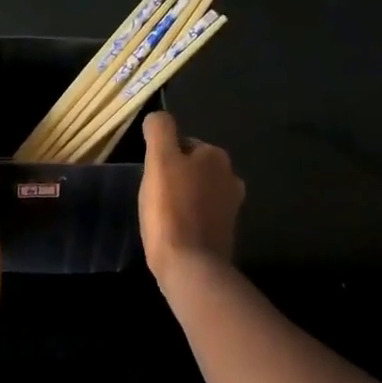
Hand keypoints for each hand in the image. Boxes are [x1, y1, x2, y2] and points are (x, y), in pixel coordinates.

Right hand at [140, 111, 244, 286]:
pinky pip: (201, 216)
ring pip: (198, 192)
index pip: (183, 144)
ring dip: (181, 198)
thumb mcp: (159, 161)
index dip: (163, 157)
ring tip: (160, 214)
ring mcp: (231, 208)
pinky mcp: (224, 233)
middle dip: (175, 177)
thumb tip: (158, 117)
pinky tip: (173, 231)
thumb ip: (160, 131)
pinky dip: (188, 219)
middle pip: (192, 168)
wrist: (190, 265)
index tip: (150, 176)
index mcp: (216, 156)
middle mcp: (230, 177)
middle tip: (152, 194)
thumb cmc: (170, 209)